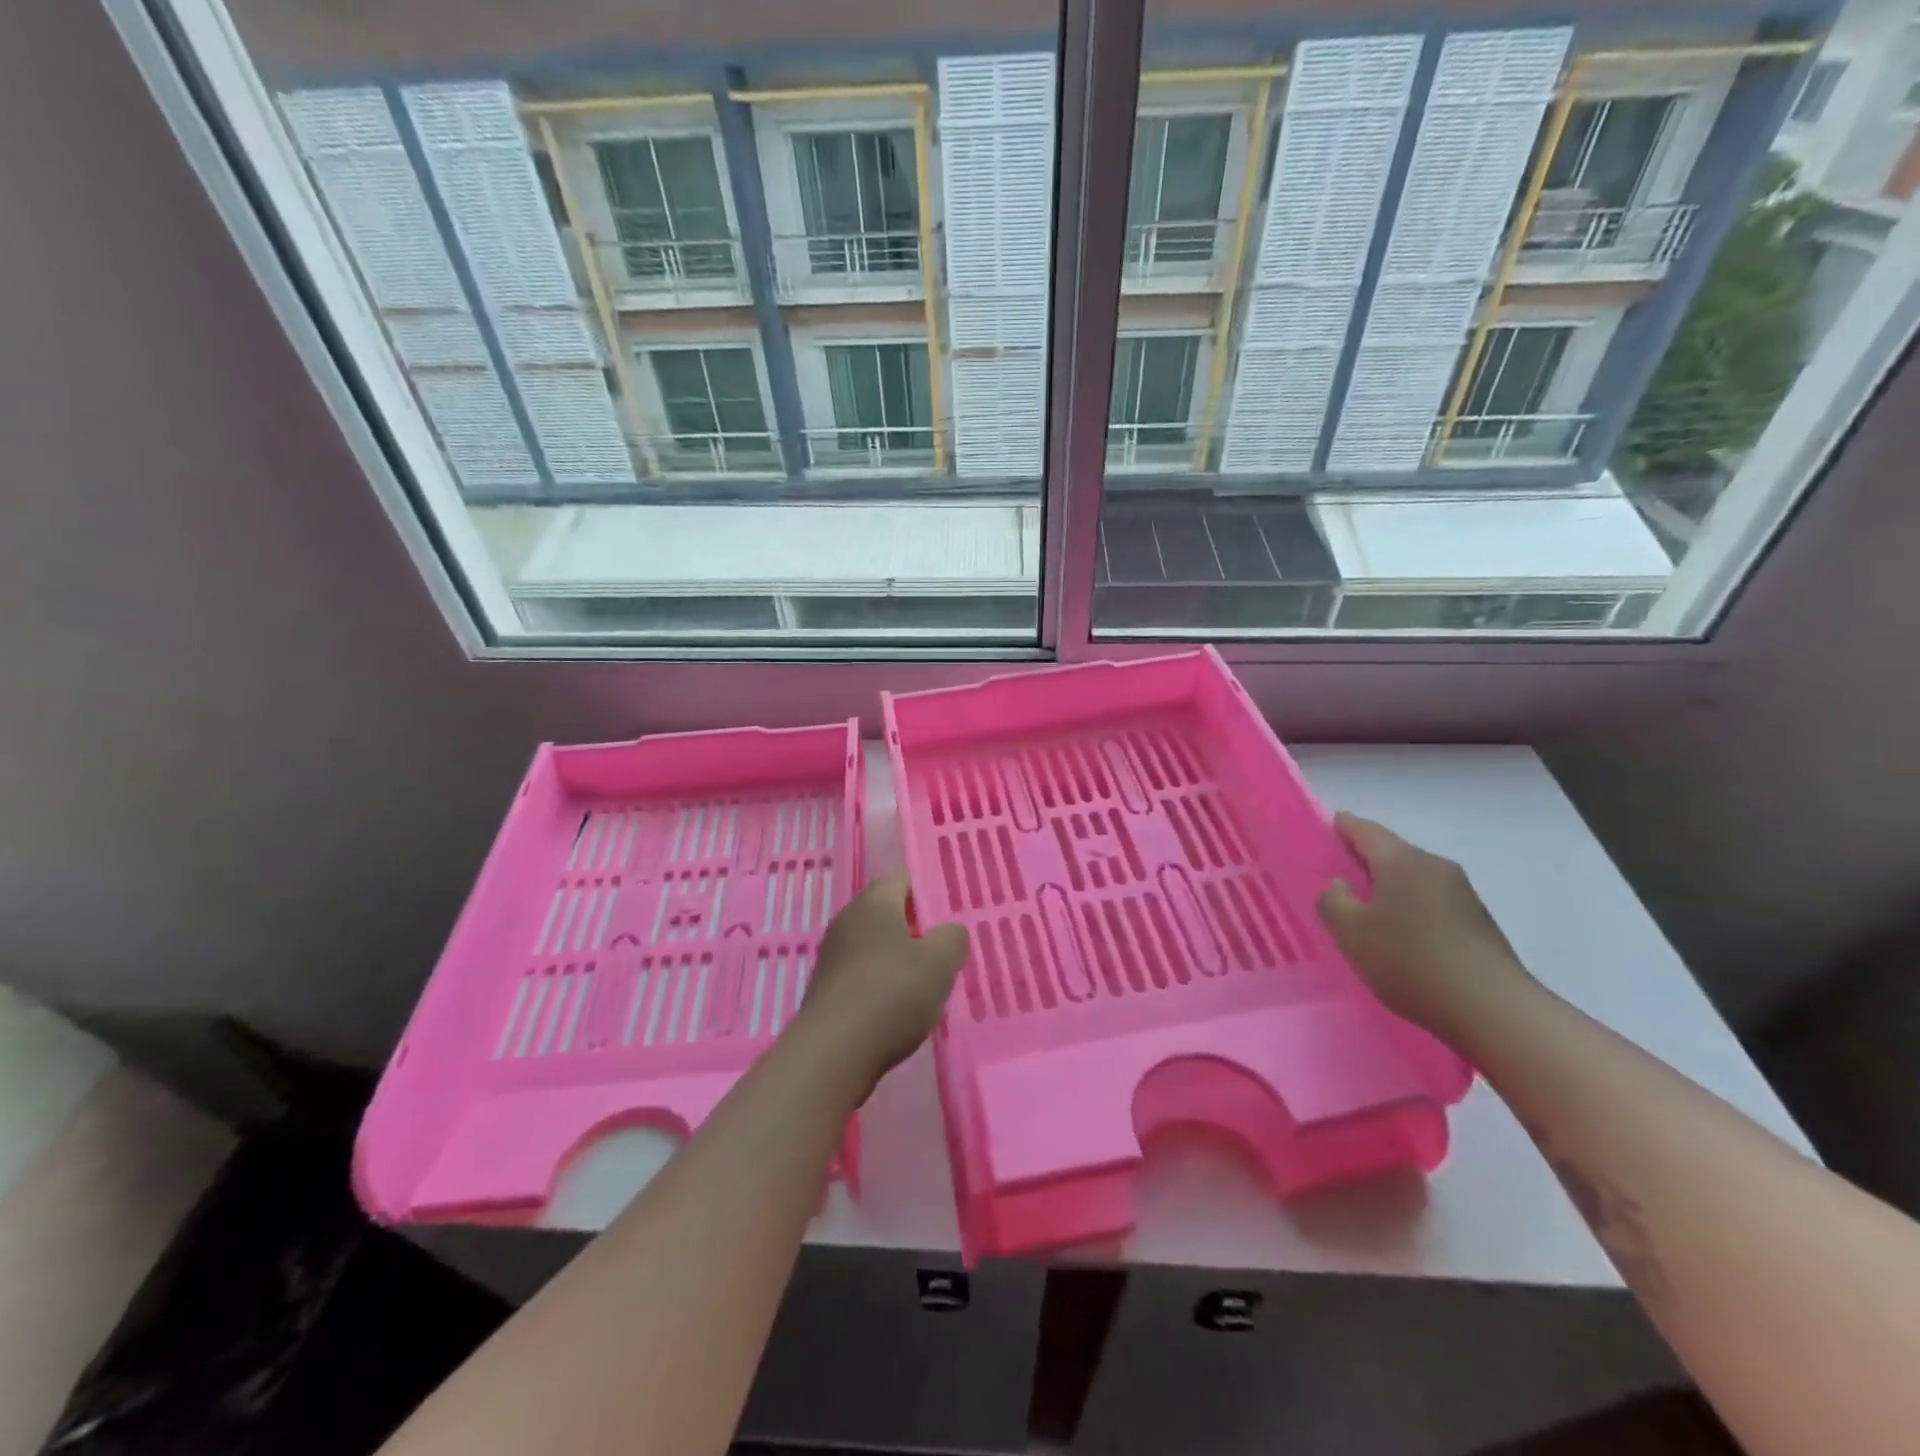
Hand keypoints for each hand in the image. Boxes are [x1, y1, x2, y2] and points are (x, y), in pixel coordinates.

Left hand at [796, 876, 969, 1097]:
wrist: (834, 1052)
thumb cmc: (892, 993)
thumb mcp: (940, 962)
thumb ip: (952, 938)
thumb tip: (949, 931)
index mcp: (873, 903)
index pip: (901, 880)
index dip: (926, 894)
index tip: (948, 916)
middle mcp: (846, 921)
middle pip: (885, 914)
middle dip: (914, 930)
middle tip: (942, 952)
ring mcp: (831, 956)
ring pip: (872, 947)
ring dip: (896, 961)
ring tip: (924, 985)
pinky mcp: (825, 990)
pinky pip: (860, 976)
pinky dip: (879, 986)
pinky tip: (896, 1010)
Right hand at [1316, 813, 1531, 1038]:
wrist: (1494, 1010)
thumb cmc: (1411, 962)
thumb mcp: (1351, 933)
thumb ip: (1332, 901)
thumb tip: (1339, 885)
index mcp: (1401, 861)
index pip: (1366, 830)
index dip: (1344, 826)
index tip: (1329, 827)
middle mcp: (1435, 866)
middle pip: (1392, 851)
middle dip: (1366, 857)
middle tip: (1339, 872)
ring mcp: (1462, 893)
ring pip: (1413, 877)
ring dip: (1390, 885)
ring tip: (1367, 907)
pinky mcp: (1477, 921)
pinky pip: (1431, 900)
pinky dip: (1410, 905)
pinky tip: (1402, 933)